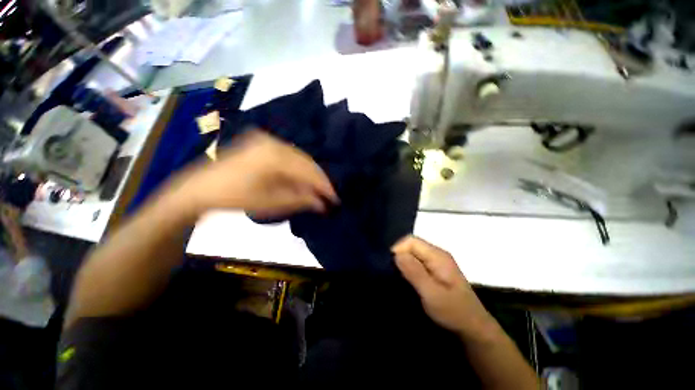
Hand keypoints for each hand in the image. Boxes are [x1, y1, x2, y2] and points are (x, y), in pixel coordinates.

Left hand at [168, 131, 338, 217]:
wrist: (201, 188)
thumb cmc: (235, 198)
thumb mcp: (270, 203)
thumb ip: (300, 200)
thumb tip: (322, 203)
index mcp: (275, 156)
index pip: (309, 171)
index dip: (324, 186)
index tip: (335, 198)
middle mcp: (274, 143)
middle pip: (307, 162)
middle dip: (319, 180)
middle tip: (328, 195)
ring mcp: (268, 141)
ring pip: (299, 158)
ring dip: (309, 175)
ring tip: (317, 190)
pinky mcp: (263, 144)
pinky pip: (290, 156)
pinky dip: (299, 169)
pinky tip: (302, 180)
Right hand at [392, 236, 494, 337]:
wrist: (474, 328)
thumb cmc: (453, 312)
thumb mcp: (432, 294)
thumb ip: (414, 272)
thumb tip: (396, 255)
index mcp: (438, 256)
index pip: (411, 241)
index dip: (398, 249)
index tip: (391, 267)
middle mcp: (437, 254)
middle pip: (411, 245)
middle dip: (400, 256)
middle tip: (394, 274)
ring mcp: (437, 262)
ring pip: (413, 253)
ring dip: (403, 262)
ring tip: (399, 277)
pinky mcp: (436, 270)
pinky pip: (417, 261)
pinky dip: (409, 267)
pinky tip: (407, 279)